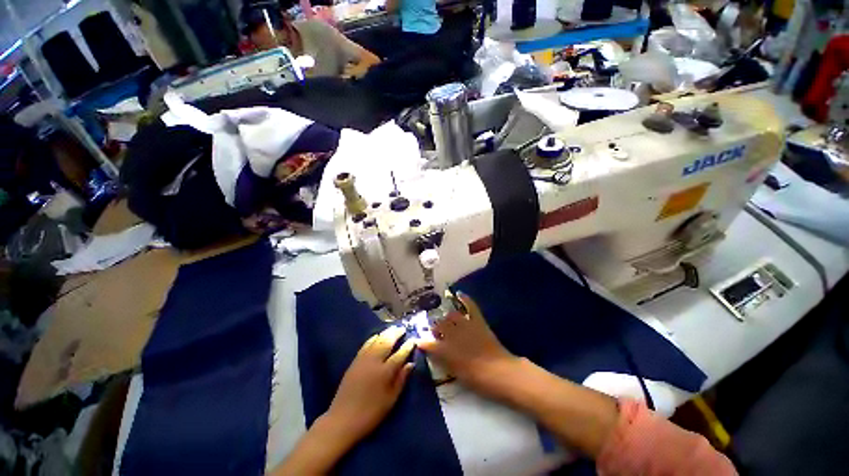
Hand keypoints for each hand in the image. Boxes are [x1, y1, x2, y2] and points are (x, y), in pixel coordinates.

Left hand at [325, 326, 414, 442]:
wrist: (343, 419)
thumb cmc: (371, 413)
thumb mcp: (390, 400)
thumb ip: (401, 380)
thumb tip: (411, 364)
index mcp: (385, 372)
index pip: (400, 354)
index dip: (408, 346)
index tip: (413, 339)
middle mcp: (374, 361)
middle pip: (387, 342)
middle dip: (396, 334)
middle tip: (403, 328)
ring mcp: (363, 359)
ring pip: (376, 341)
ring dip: (386, 333)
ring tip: (393, 328)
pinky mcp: (355, 361)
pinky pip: (366, 345)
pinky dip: (373, 338)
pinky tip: (377, 335)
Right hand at [418, 292, 520, 397]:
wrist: (499, 372)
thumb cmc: (476, 378)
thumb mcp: (456, 373)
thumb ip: (442, 361)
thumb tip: (432, 352)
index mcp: (446, 350)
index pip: (429, 344)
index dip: (423, 343)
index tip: (418, 341)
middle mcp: (453, 334)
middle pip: (439, 326)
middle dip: (436, 328)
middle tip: (436, 332)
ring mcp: (465, 325)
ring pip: (451, 315)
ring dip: (447, 318)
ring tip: (446, 320)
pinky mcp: (477, 321)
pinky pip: (470, 307)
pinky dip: (465, 299)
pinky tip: (459, 293)